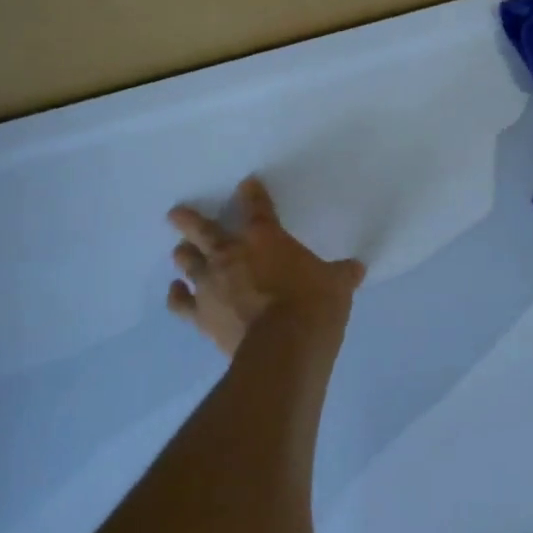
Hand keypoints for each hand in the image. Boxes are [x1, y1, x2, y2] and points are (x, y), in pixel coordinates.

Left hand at [166, 177, 365, 355]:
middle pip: (204, 230)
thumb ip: (342, 274)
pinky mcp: (201, 317)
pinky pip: (181, 303)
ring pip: (188, 262)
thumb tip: (356, 268)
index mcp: (265, 239)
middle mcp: (231, 255)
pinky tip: (175, 291)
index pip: (257, 208)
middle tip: (177, 213)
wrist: (284, 348)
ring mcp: (211, 286)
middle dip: (190, 220)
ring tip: (180, 249)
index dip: (252, 194)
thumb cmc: (313, 306)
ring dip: (184, 254)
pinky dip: (177, 296)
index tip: (247, 184)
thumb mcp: (337, 285)